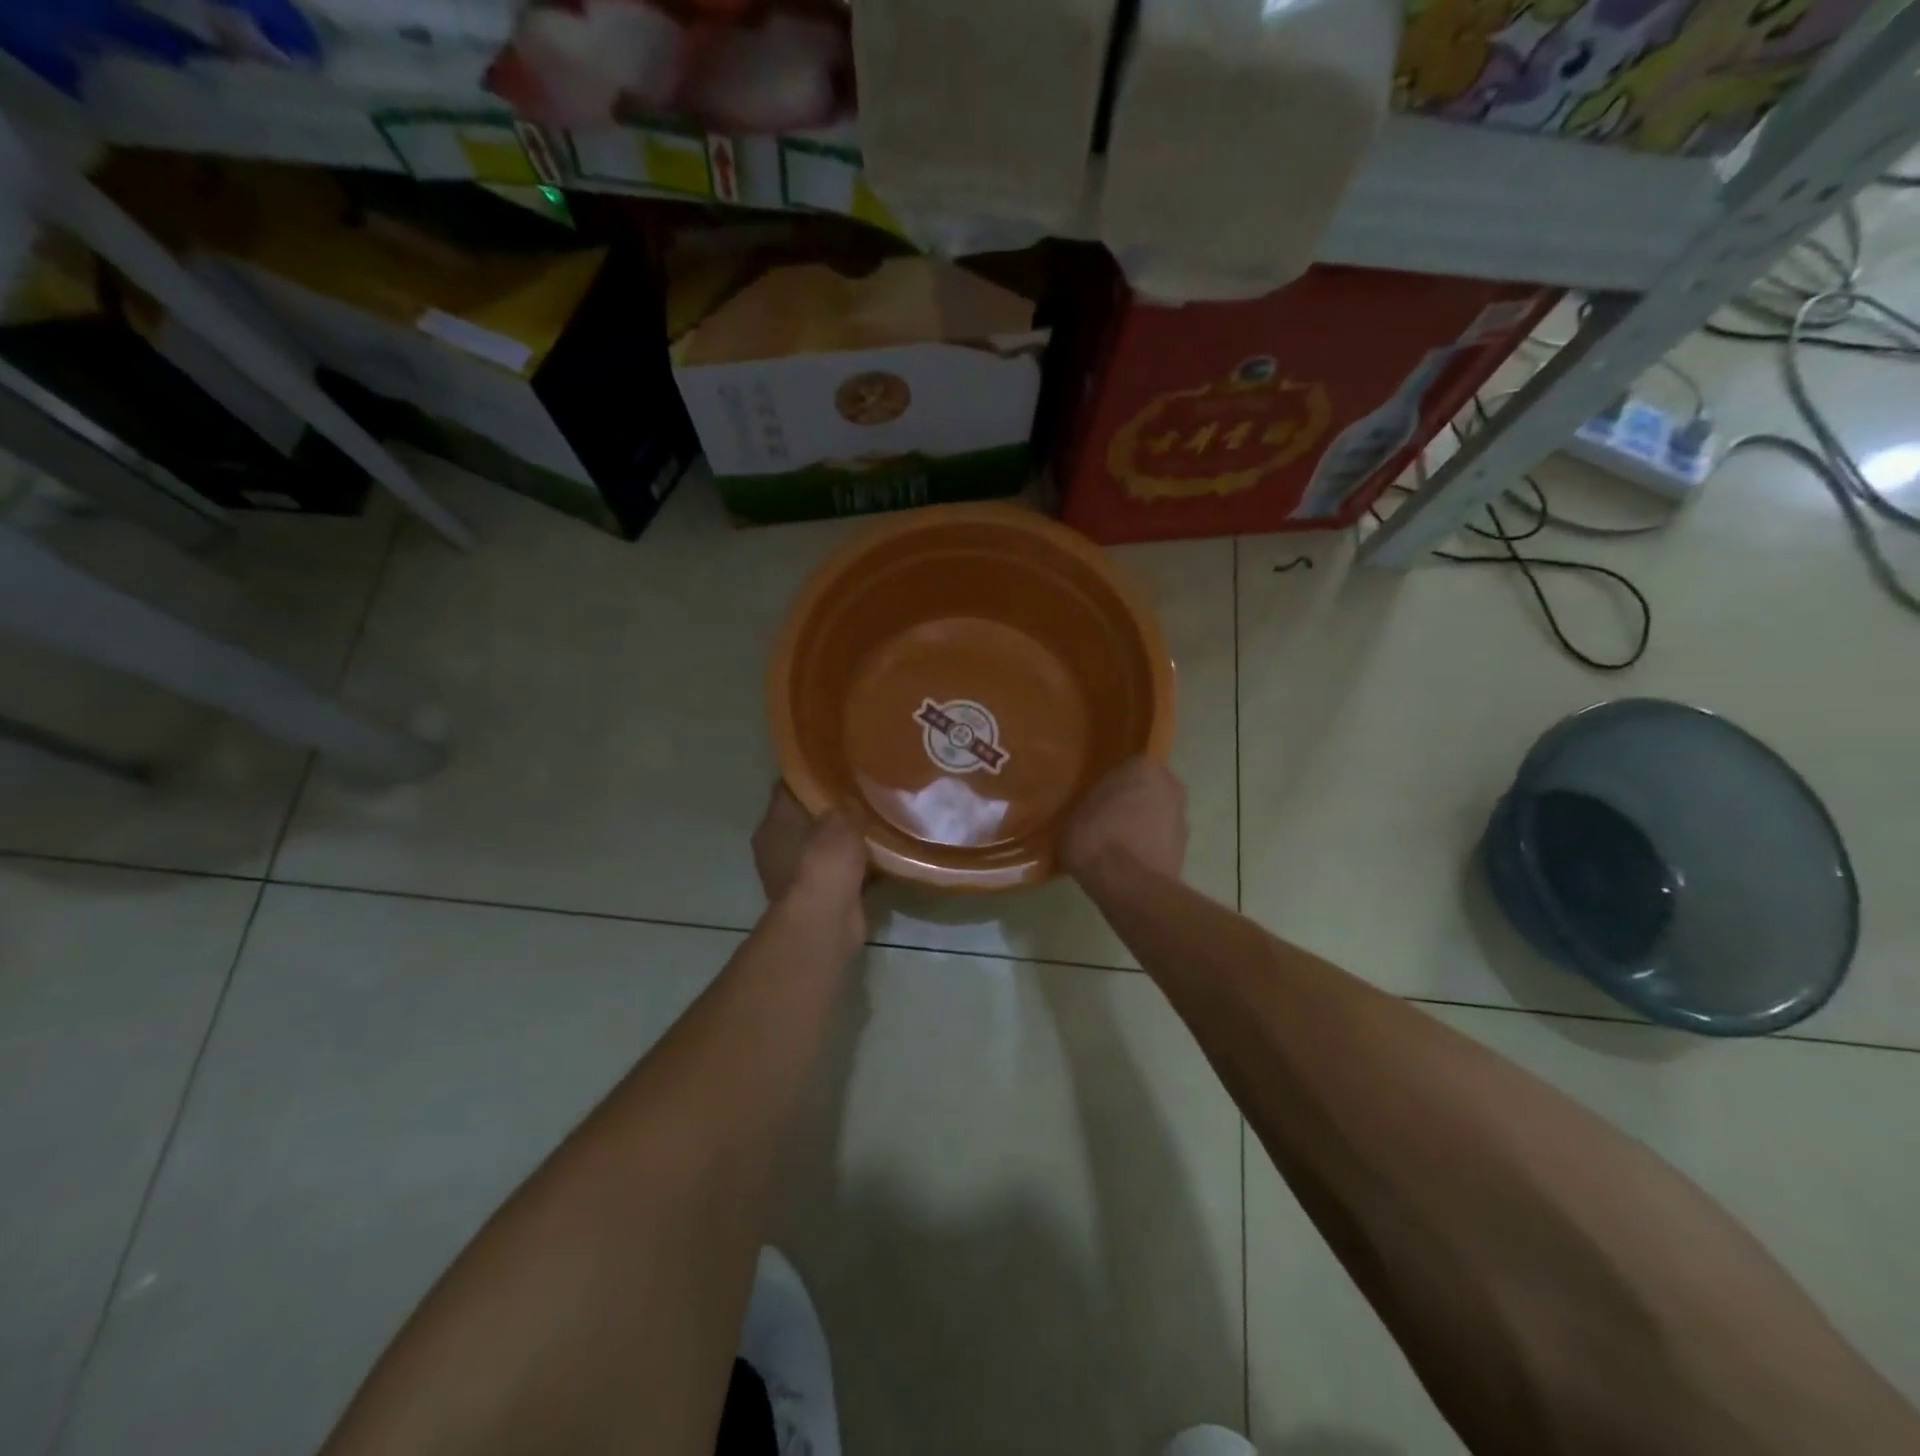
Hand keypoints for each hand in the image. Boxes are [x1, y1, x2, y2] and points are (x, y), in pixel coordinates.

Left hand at [752, 784, 868, 928]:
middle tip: (861, 795)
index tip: (838, 767)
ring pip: (821, 848)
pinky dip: (850, 868)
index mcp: (772, 824)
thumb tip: (852, 799)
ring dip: (841, 842)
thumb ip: (846, 805)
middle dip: (831, 810)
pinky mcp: (813, 898)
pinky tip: (875, 858)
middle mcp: (776, 848)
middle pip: (805, 819)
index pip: (789, 788)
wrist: (824, 922)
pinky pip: (834, 873)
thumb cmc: (824, 863)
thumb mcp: (842, 821)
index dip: (812, 776)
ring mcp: (793, 876)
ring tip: (872, 825)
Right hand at [1061, 757, 1187, 884]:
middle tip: (1106, 821)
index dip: (1111, 787)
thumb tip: (1096, 808)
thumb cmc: (1097, 837)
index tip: (1097, 802)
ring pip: (1157, 817)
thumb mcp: (1077, 811)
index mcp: (1144, 768)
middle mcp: (1171, 786)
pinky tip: (1127, 863)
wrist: (1128, 885)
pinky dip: (1148, 848)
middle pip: (1147, 791)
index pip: (1127, 769)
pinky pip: (1160, 842)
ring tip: (1116, 847)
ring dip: (1142, 827)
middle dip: (1132, 804)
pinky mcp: (1184, 850)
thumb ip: (1093, 802)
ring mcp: (1182, 819)